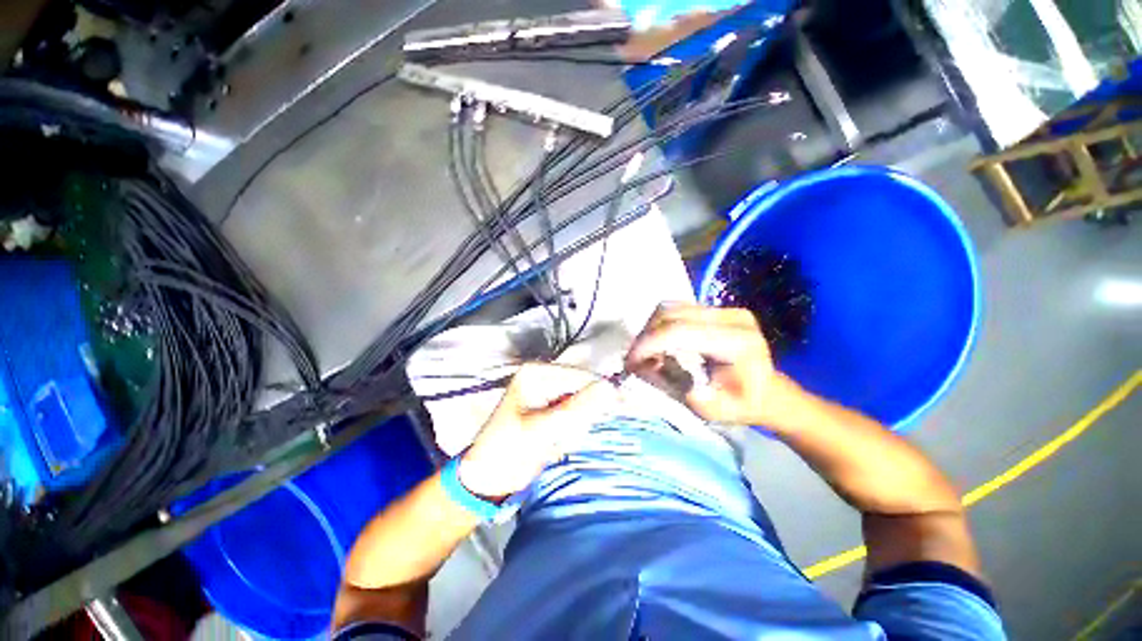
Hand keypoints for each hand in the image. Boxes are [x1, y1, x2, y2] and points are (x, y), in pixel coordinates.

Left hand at [458, 363, 617, 500]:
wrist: (489, 476)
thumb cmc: (509, 449)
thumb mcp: (542, 429)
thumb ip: (577, 408)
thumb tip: (610, 387)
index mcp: (537, 373)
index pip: (579, 376)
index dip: (599, 391)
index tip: (619, 407)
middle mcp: (544, 377)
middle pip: (582, 388)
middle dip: (582, 415)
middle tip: (567, 436)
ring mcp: (549, 393)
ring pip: (582, 404)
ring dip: (576, 426)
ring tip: (558, 441)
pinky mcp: (553, 410)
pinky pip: (576, 416)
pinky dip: (572, 431)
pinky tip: (557, 443)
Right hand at [625, 304, 802, 426]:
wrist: (769, 392)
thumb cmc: (743, 406)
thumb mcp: (712, 409)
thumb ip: (675, 387)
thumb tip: (643, 368)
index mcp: (738, 342)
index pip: (680, 332)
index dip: (649, 344)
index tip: (630, 363)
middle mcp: (732, 317)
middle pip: (671, 314)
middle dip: (645, 337)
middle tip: (634, 360)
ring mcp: (724, 309)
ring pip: (670, 308)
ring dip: (650, 330)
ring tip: (645, 353)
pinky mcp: (716, 309)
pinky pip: (676, 309)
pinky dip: (660, 325)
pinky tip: (658, 343)